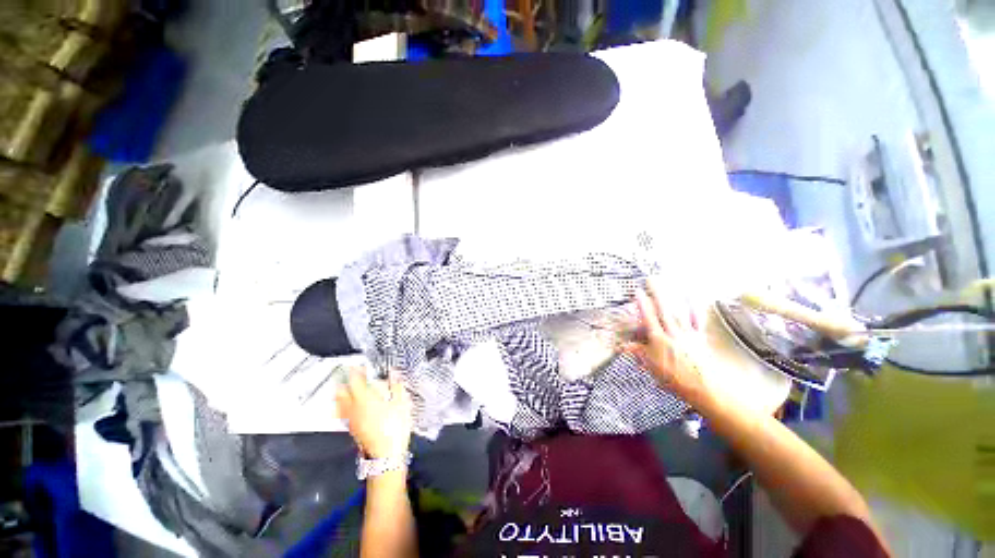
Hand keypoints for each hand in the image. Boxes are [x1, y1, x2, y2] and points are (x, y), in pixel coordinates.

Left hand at [335, 368, 412, 458]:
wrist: (386, 455)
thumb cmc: (395, 426)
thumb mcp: (402, 403)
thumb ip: (396, 386)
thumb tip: (394, 372)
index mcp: (365, 399)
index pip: (355, 380)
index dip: (355, 370)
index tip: (357, 364)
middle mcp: (353, 408)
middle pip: (341, 392)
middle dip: (343, 381)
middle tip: (348, 374)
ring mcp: (350, 419)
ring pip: (339, 402)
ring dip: (341, 392)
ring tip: (345, 387)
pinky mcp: (351, 428)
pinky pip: (342, 412)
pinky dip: (343, 404)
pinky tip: (349, 404)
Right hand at [622, 282, 710, 404]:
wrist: (704, 388)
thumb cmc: (677, 379)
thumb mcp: (652, 367)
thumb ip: (638, 353)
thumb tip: (624, 347)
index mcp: (659, 341)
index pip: (648, 319)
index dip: (642, 304)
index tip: (638, 292)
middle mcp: (673, 334)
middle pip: (663, 310)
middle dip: (657, 293)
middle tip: (652, 280)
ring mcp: (688, 334)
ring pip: (678, 311)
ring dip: (673, 296)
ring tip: (669, 283)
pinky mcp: (699, 337)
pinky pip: (697, 320)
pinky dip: (695, 308)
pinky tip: (693, 298)